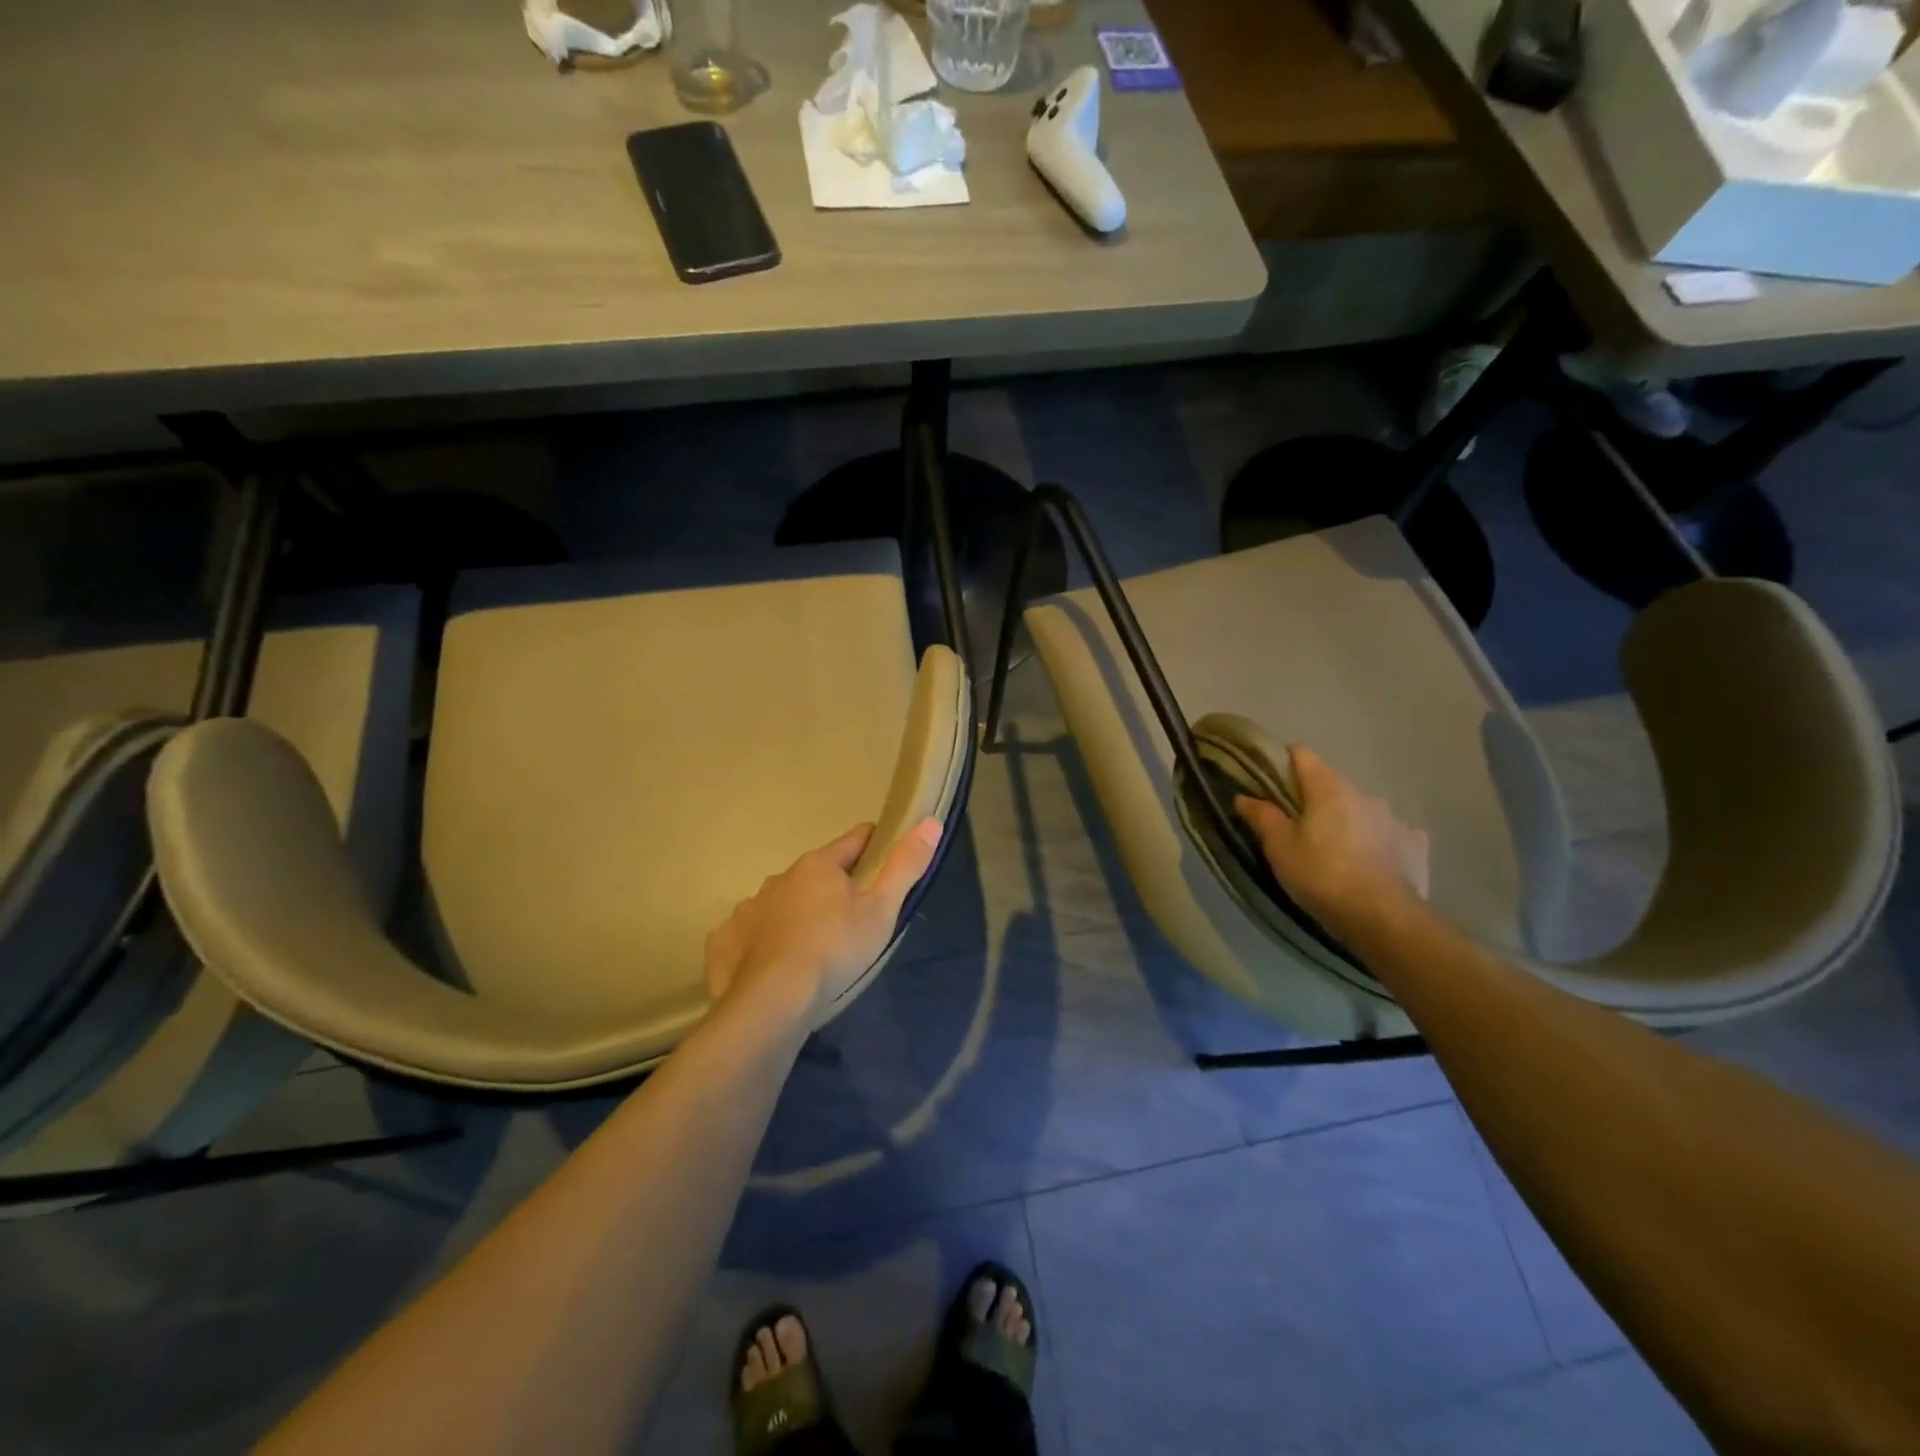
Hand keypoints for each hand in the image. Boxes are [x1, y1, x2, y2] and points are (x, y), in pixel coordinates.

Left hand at [703, 818, 942, 1027]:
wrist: (773, 1000)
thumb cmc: (835, 949)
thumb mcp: (882, 909)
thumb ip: (905, 865)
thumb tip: (930, 822)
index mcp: (818, 865)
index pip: (854, 841)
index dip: (873, 843)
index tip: (885, 852)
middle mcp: (780, 878)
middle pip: (815, 872)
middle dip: (833, 885)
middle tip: (852, 913)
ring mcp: (749, 909)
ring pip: (782, 901)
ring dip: (798, 911)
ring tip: (813, 943)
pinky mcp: (727, 941)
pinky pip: (752, 932)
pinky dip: (765, 939)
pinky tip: (774, 961)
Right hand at [1234, 746, 1428, 939]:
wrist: (1384, 918)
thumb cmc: (1322, 875)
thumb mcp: (1279, 847)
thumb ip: (1262, 816)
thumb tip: (1244, 796)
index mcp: (1329, 788)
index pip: (1302, 755)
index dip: (1283, 762)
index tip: (1270, 781)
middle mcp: (1365, 793)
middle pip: (1331, 784)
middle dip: (1314, 799)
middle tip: (1297, 827)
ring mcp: (1395, 818)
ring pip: (1361, 808)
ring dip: (1347, 820)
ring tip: (1335, 850)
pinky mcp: (1416, 844)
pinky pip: (1390, 833)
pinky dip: (1377, 840)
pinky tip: (1370, 862)